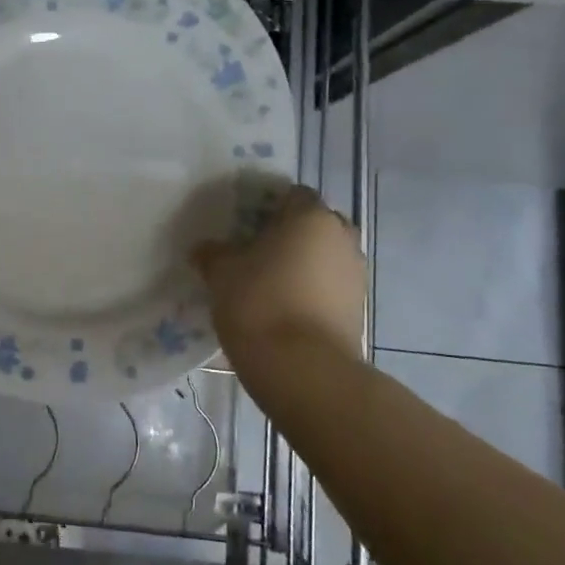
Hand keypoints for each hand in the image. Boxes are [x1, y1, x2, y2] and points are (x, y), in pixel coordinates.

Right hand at [192, 187, 366, 373]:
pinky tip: (283, 308)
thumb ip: (213, 253)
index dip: (267, 206)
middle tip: (255, 252)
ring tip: (267, 284)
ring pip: (323, 257)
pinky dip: (310, 291)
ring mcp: (355, 275)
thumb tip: (206, 249)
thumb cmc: (259, 303)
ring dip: (301, 265)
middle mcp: (341, 238)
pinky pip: (329, 287)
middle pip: (313, 225)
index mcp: (311, 217)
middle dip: (289, 235)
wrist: (303, 369)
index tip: (244, 225)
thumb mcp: (221, 272)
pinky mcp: (358, 309)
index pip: (292, 195)